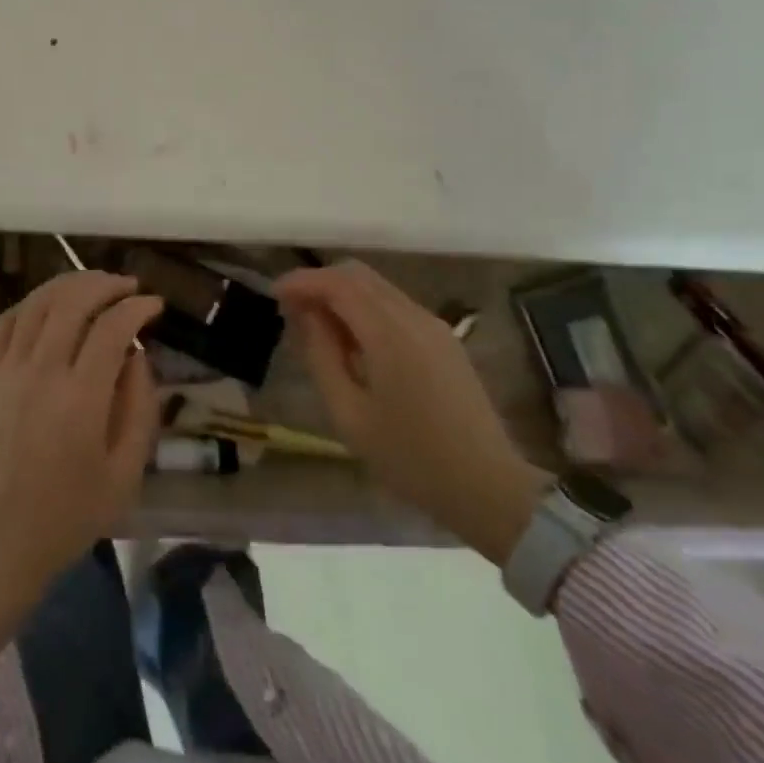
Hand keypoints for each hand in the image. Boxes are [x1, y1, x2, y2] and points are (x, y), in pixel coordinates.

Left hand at [0, 271, 163, 658]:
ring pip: (37, 304)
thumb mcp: (125, 474)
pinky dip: (30, 304)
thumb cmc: (68, 516)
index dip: (137, 307)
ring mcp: (6, 371)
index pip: (112, 328)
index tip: (154, 304)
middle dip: (105, 284)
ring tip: (92, 285)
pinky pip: (5, 323)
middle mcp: (40, 372)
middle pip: (72, 302)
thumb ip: (139, 408)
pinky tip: (47, 305)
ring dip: (68, 285)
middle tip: (127, 286)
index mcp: (80, 398)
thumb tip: (137, 356)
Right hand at [274, 261, 550, 565]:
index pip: (338, 284)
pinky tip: (354, 340)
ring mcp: (434, 325)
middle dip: (321, 282)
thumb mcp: (349, 414)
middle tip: (292, 309)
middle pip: (358, 274)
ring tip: (318, 326)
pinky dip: (365, 307)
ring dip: (343, 293)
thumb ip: (321, 356)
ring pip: (378, 287)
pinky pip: (395, 304)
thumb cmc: (411, 458)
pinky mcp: (444, 339)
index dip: (302, 282)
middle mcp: (413, 316)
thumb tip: (306, 315)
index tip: (274, 294)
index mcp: (389, 334)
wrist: (489, 488)